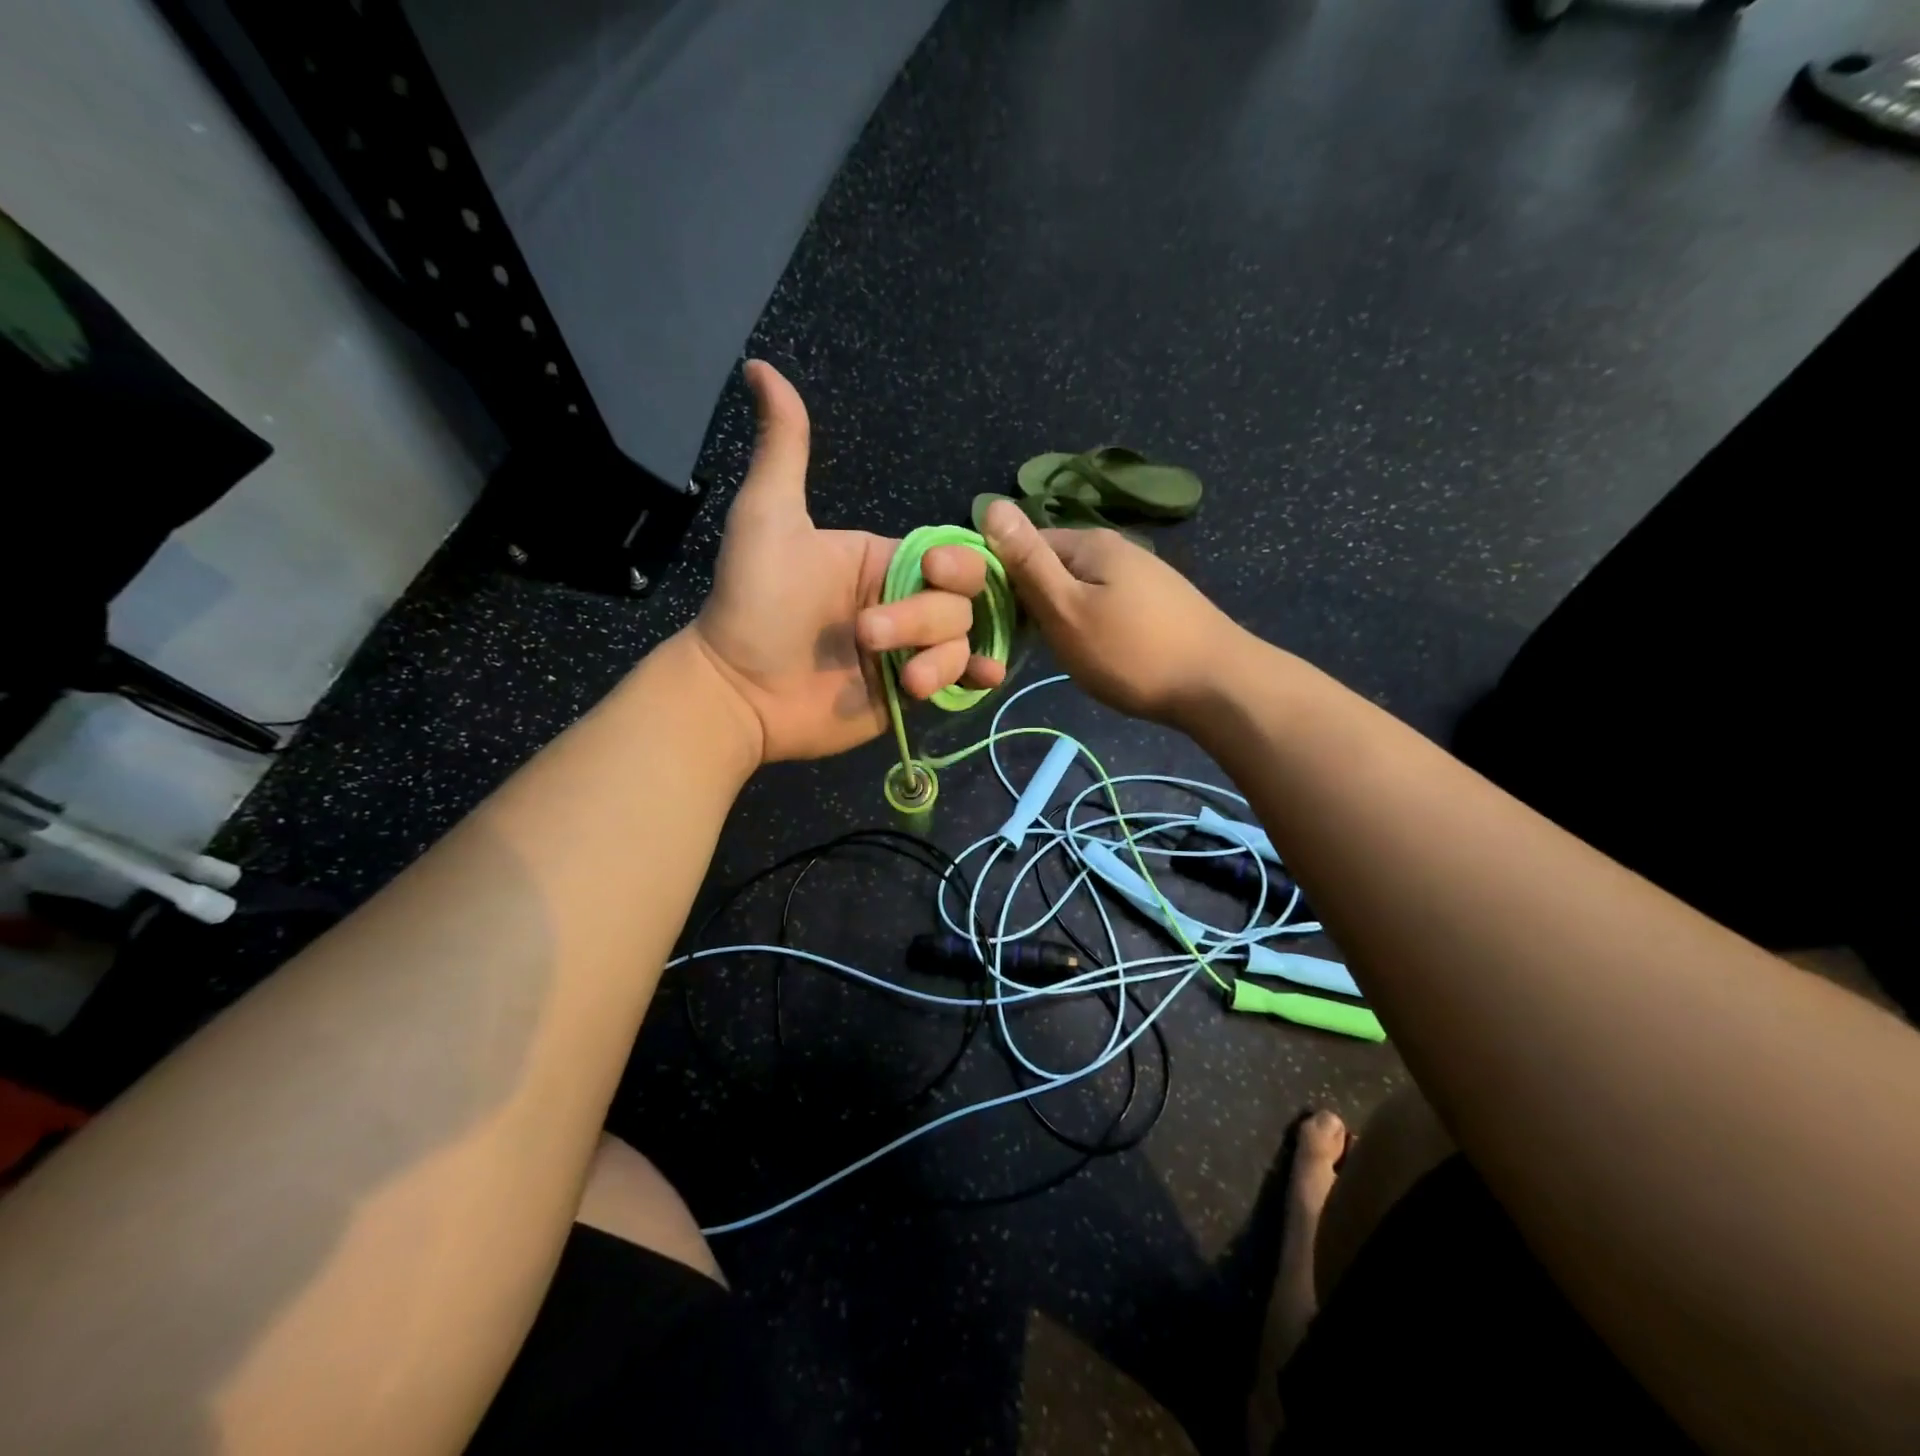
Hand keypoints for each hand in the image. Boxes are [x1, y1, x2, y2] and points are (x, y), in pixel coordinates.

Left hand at [690, 362, 1004, 762]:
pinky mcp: (910, 695)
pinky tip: (981, 679)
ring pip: (964, 641)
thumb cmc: (754, 601)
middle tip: (867, 636)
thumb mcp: (768, 518)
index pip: (950, 554)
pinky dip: (975, 679)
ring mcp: (909, 651)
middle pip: (962, 601)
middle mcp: (904, 602)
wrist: (737, 690)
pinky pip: (959, 682)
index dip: (955, 563)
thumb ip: (783, 449)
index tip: (926, 570)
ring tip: (905, 679)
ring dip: (942, 658)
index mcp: (884, 560)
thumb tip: (760, 367)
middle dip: (924, 619)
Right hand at [981, 499, 1246, 726]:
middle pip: (1054, 566)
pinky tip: (1099, 651)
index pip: (1025, 545)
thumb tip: (990, 504)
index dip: (1003, 579)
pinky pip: (1106, 604)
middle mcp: (1118, 548)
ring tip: (1064, 652)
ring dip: (1063, 615)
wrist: (1218, 686)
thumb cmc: (1132, 652)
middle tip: (1033, 644)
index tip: (997, 620)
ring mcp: (1143, 575)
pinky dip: (1092, 624)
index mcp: (1091, 542)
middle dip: (1035, 600)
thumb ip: (1027, 562)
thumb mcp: (1066, 609)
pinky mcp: (1158, 603)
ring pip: (1080, 588)